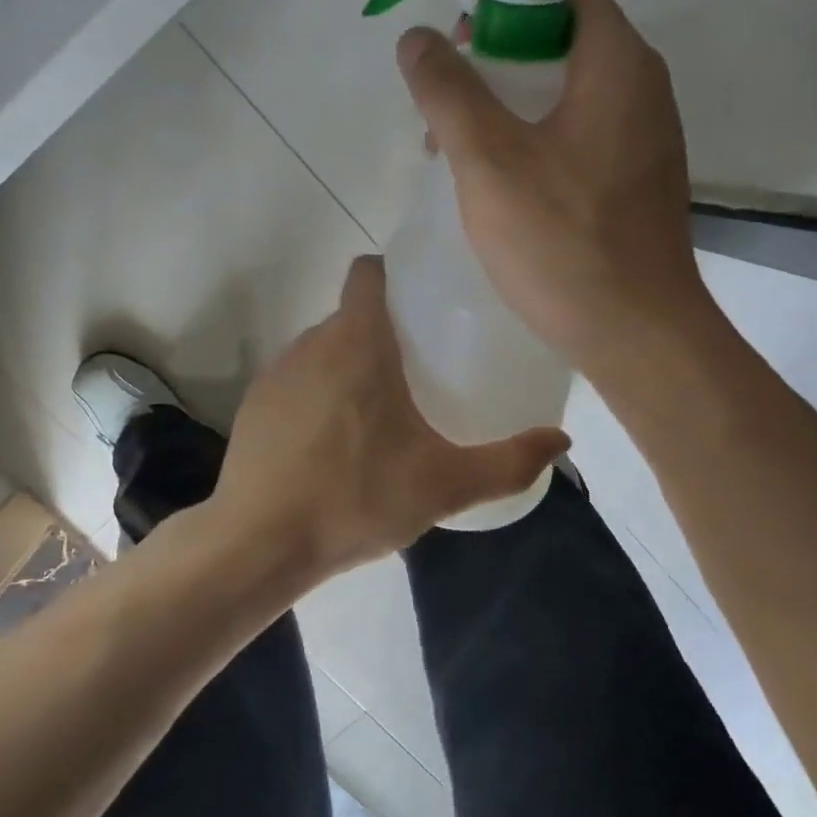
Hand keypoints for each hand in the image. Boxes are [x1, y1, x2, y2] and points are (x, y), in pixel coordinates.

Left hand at [211, 256, 568, 587]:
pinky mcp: (255, 406)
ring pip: (323, 349)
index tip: (425, 302)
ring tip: (380, 409)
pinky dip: (318, 395)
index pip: (368, 272)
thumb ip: (509, 462)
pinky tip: (334, 443)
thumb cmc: (356, 498)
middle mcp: (312, 344)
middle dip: (384, 331)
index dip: (395, 275)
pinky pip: (297, 381)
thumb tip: (561, 442)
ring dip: (350, 366)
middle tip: (421, 368)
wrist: (260, 543)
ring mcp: (277, 374)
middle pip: (352, 315)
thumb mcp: (445, 485)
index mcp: (358, 343)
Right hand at [397, 0, 710, 375]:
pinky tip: (505, 193)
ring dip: (514, 115)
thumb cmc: (561, 239)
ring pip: (570, 101)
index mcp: (619, 65)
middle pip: (565, 48)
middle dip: (499, 70)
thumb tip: (416, 38)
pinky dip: (540, 148)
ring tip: (462, 158)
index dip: (507, 11)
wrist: (636, 333)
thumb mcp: (488, 160)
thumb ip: (449, 92)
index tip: (461, 52)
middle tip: (449, 113)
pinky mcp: (639, 187)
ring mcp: (647, 144)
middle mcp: (645, 92)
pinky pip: (583, 144)